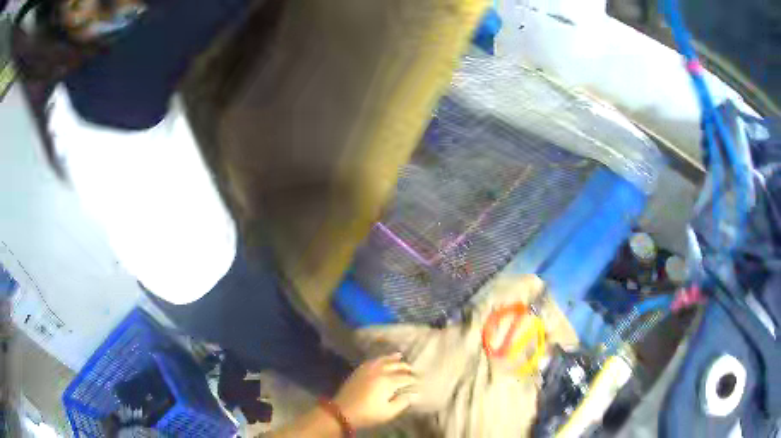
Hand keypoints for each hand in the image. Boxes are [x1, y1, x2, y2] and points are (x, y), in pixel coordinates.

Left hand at [333, 353, 418, 428]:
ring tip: (400, 355)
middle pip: (395, 365)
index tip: (419, 381)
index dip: (413, 379)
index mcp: (387, 382)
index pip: (405, 378)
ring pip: (382, 360)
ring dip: (392, 358)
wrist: (342, 411)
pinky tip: (381, 359)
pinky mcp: (358, 371)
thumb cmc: (368, 414)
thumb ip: (402, 402)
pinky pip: (371, 361)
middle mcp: (378, 372)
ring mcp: (367, 370)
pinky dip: (379, 358)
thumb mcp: (388, 412)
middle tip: (413, 369)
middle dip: (405, 367)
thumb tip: (411, 395)